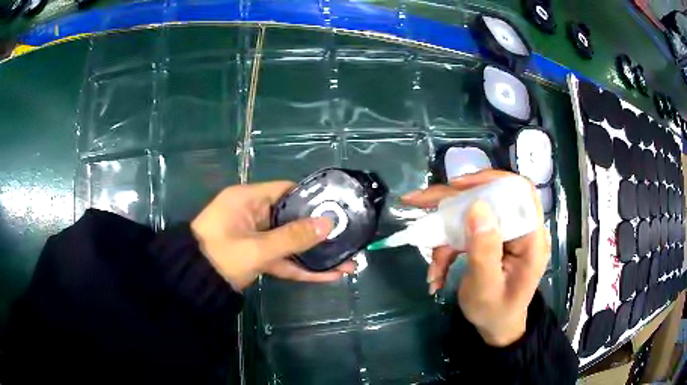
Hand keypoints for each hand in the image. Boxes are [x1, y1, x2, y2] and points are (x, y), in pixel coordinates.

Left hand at [191, 181, 355, 291]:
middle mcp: (253, 214)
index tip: (336, 207)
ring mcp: (255, 237)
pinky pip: (281, 259)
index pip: (286, 190)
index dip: (311, 198)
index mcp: (248, 199)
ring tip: (347, 263)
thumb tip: (328, 223)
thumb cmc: (220, 256)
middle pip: (292, 218)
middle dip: (319, 233)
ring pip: (289, 242)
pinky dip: (300, 268)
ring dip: (314, 255)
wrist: (193, 284)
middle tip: (347, 238)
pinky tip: (327, 276)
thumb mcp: (257, 248)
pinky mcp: (256, 256)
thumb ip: (293, 237)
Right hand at [402, 170, 548, 346]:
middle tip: (419, 201)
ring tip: (430, 265)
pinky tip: (437, 272)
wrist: (496, 326)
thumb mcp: (486, 288)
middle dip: (452, 202)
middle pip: (489, 198)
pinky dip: (447, 248)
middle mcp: (520, 229)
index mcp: (531, 238)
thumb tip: (477, 206)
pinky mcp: (491, 239)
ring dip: (445, 235)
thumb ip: (484, 250)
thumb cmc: (495, 312)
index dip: (491, 180)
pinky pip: (466, 232)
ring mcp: (505, 234)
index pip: (520, 192)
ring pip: (472, 215)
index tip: (458, 185)